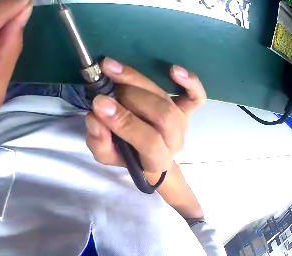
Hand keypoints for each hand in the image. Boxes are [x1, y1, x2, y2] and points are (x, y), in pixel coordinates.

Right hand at [86, 58, 205, 174]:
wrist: (149, 154)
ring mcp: (183, 123)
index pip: (148, 141)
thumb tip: (95, 116)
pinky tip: (174, 70)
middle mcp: (174, 140)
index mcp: (157, 159)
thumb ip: (100, 142)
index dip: (125, 122)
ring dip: (139, 81)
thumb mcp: (107, 156)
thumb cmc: (128, 155)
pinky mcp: (187, 110)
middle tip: (105, 86)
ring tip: (113, 69)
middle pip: (162, 115)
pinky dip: (191, 82)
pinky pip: (196, 97)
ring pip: (167, 99)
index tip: (99, 103)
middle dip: (131, 97)